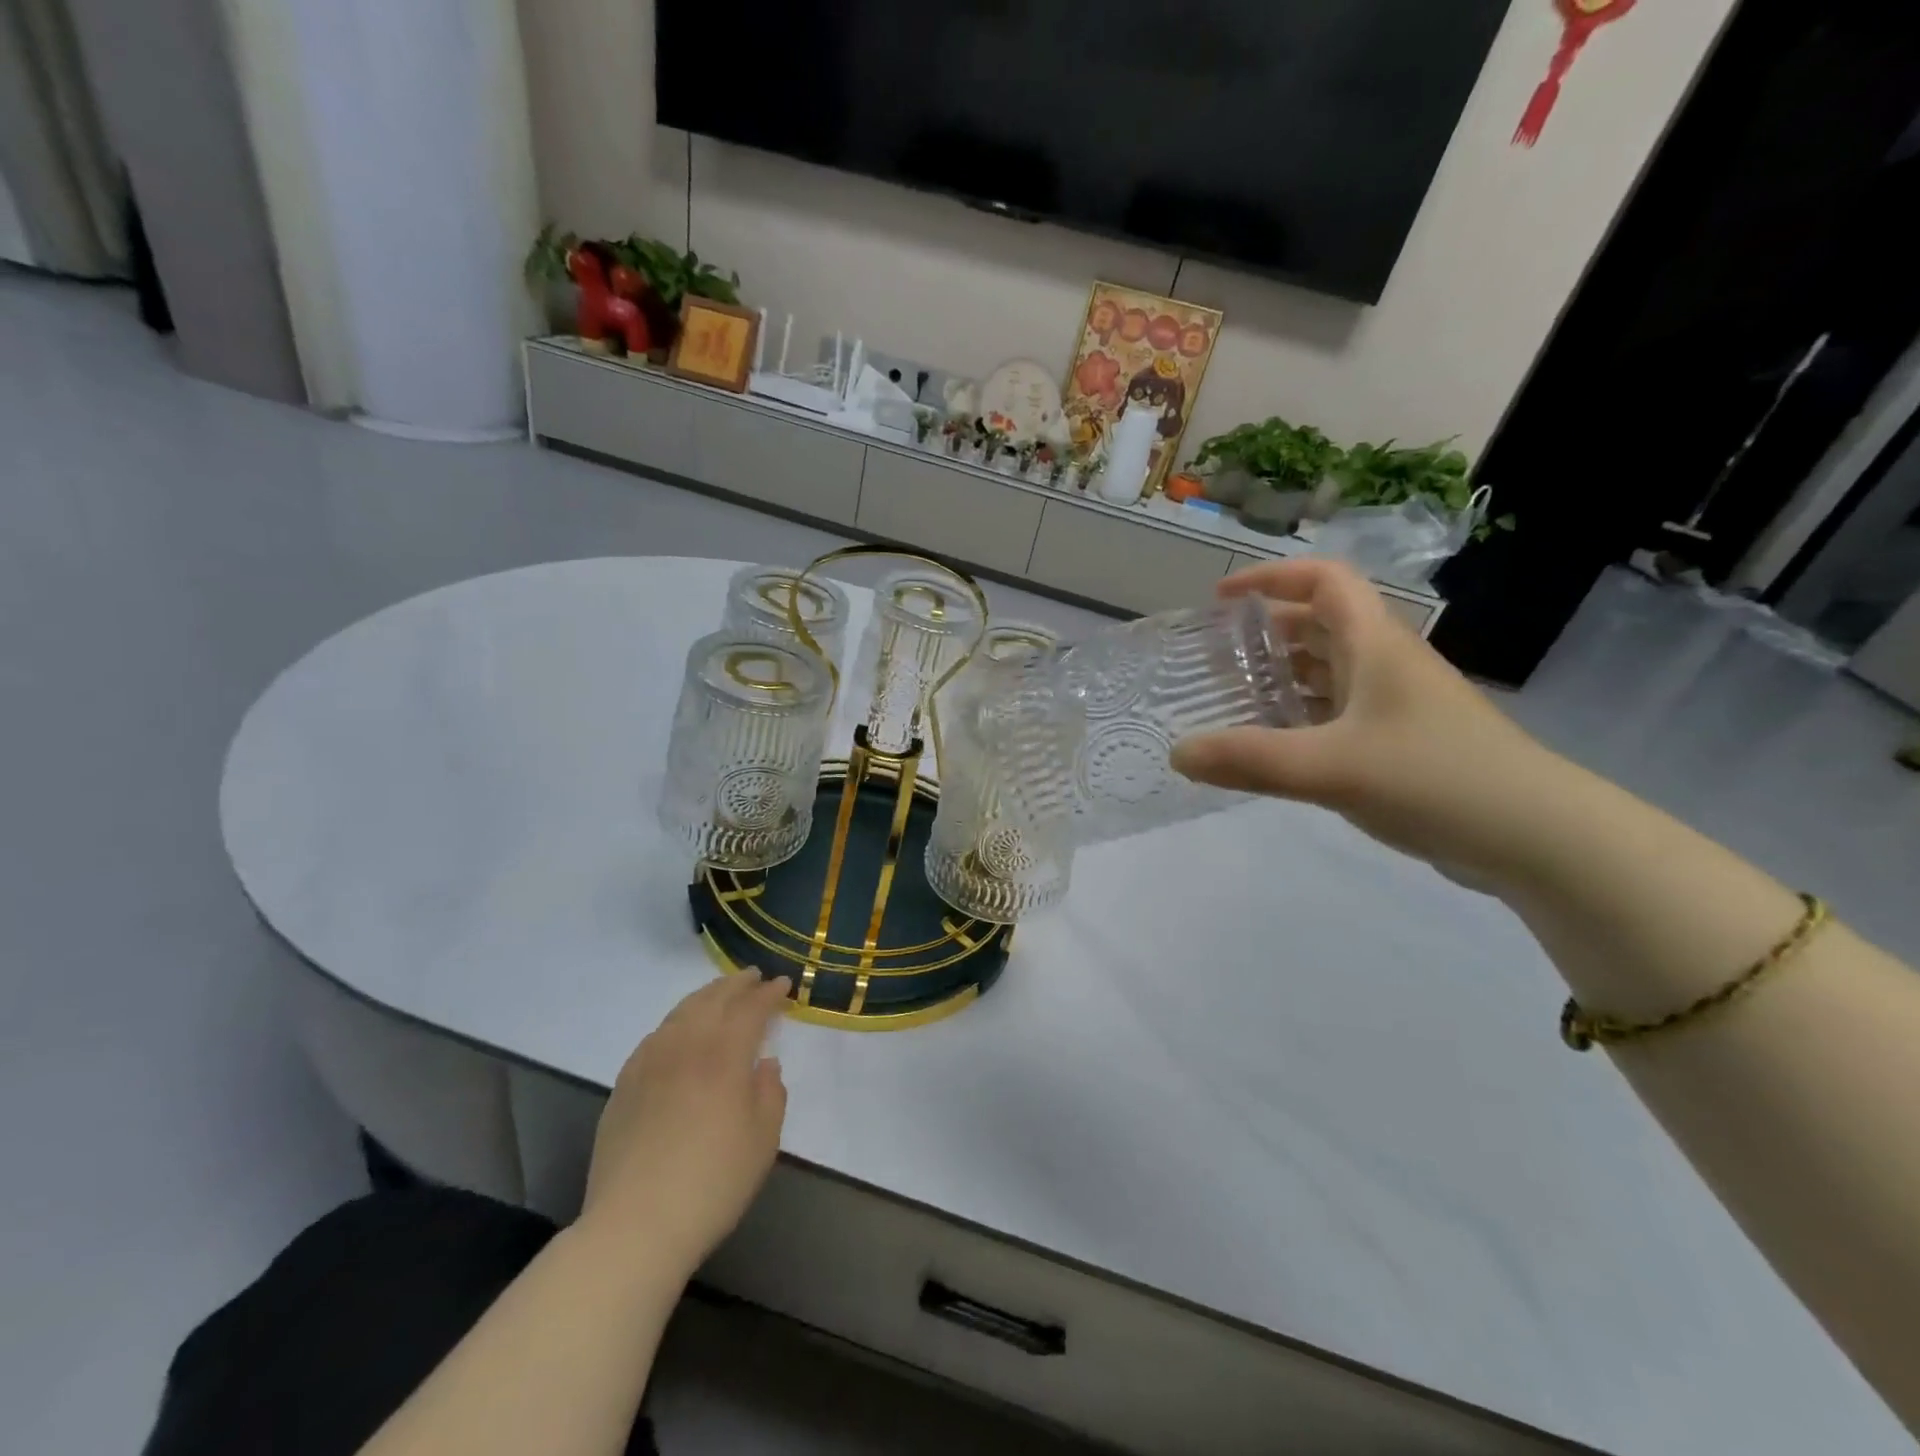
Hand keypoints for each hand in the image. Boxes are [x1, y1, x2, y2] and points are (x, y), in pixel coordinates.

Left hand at [579, 973, 790, 1278]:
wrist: (635, 1226)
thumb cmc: (712, 1183)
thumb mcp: (763, 1141)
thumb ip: (770, 1094)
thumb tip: (765, 1065)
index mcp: (724, 1055)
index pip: (750, 1009)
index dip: (769, 994)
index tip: (783, 984)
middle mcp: (686, 1046)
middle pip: (713, 1000)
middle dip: (737, 984)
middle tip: (754, 977)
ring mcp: (649, 1062)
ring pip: (681, 1013)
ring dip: (706, 997)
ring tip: (720, 994)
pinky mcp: (624, 1084)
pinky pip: (656, 1036)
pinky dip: (676, 1022)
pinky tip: (680, 1031)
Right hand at [1169, 559, 1567, 889]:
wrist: (1537, 837)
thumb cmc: (1435, 778)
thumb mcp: (1330, 766)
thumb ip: (1248, 759)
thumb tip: (1176, 753)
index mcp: (1375, 644)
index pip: (1323, 580)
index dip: (1270, 578)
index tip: (1221, 598)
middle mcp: (1386, 664)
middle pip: (1321, 625)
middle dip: (1266, 633)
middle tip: (1217, 659)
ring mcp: (1398, 706)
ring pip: (1330, 672)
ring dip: (1283, 677)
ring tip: (1234, 700)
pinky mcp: (1403, 744)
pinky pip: (1339, 714)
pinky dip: (1302, 718)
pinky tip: (1275, 747)